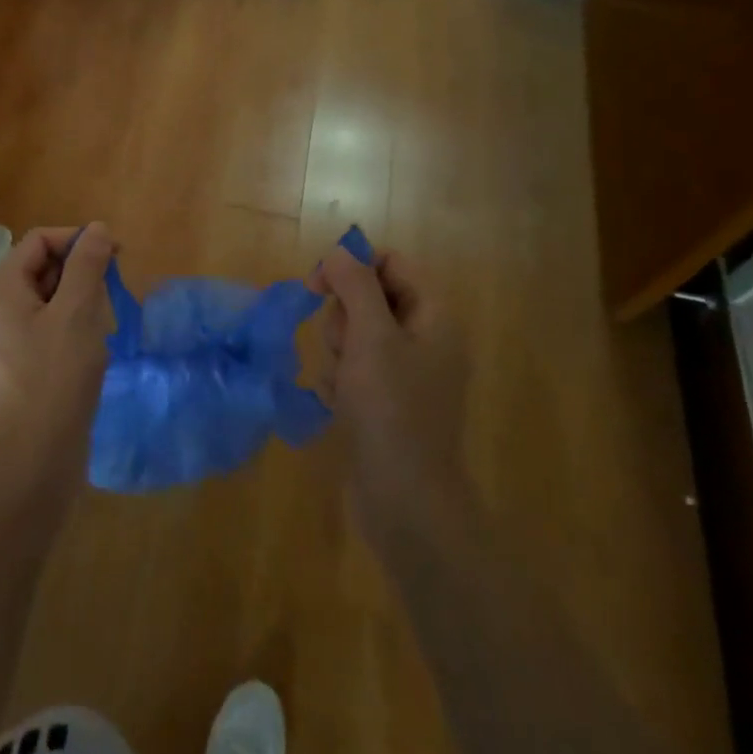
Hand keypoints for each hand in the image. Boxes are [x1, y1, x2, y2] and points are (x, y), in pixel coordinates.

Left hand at [0, 224, 119, 502]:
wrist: (38, 455)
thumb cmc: (57, 376)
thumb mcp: (77, 312)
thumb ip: (87, 265)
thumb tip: (99, 229)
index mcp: (5, 289)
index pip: (41, 240)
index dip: (77, 239)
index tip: (115, 255)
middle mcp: (2, 307)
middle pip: (45, 266)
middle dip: (82, 272)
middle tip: (111, 295)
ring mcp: (13, 335)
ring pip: (54, 297)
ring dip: (84, 301)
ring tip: (101, 326)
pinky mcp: (28, 360)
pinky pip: (54, 324)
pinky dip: (78, 326)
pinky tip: (94, 347)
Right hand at [310, 246, 468, 554]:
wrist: (406, 501)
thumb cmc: (391, 410)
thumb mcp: (371, 337)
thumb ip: (355, 285)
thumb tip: (340, 252)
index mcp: (434, 317)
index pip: (391, 263)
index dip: (353, 267)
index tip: (318, 286)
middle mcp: (425, 339)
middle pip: (369, 297)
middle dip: (344, 318)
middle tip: (345, 348)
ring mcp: (406, 373)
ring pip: (355, 334)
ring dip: (338, 352)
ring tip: (342, 384)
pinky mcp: (386, 401)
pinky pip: (352, 369)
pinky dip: (339, 380)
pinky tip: (338, 404)